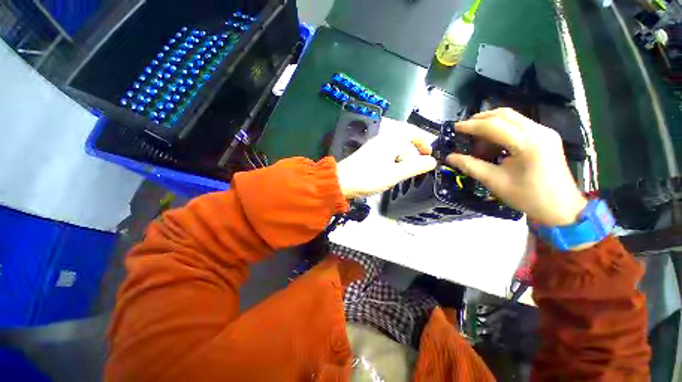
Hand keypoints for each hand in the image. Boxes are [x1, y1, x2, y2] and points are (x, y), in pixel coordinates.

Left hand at [336, 124, 436, 198]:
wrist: (341, 182)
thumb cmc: (369, 177)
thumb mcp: (395, 174)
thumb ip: (415, 167)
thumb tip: (432, 161)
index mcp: (390, 139)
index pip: (412, 132)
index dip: (424, 142)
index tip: (429, 156)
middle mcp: (382, 140)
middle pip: (404, 143)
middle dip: (411, 156)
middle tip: (412, 172)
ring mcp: (373, 148)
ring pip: (394, 151)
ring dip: (401, 162)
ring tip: (399, 177)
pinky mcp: (368, 156)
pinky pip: (386, 156)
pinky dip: (392, 164)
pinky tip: (388, 176)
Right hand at [446, 108, 586, 226]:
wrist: (561, 208)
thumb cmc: (527, 197)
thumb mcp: (494, 181)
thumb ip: (470, 166)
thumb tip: (449, 157)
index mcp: (528, 143)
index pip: (494, 126)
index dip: (471, 126)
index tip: (454, 128)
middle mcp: (539, 131)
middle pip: (504, 115)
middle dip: (480, 120)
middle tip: (463, 130)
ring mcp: (545, 132)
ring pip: (512, 118)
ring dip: (491, 124)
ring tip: (476, 139)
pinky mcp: (546, 136)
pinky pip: (519, 125)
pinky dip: (502, 130)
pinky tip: (493, 143)